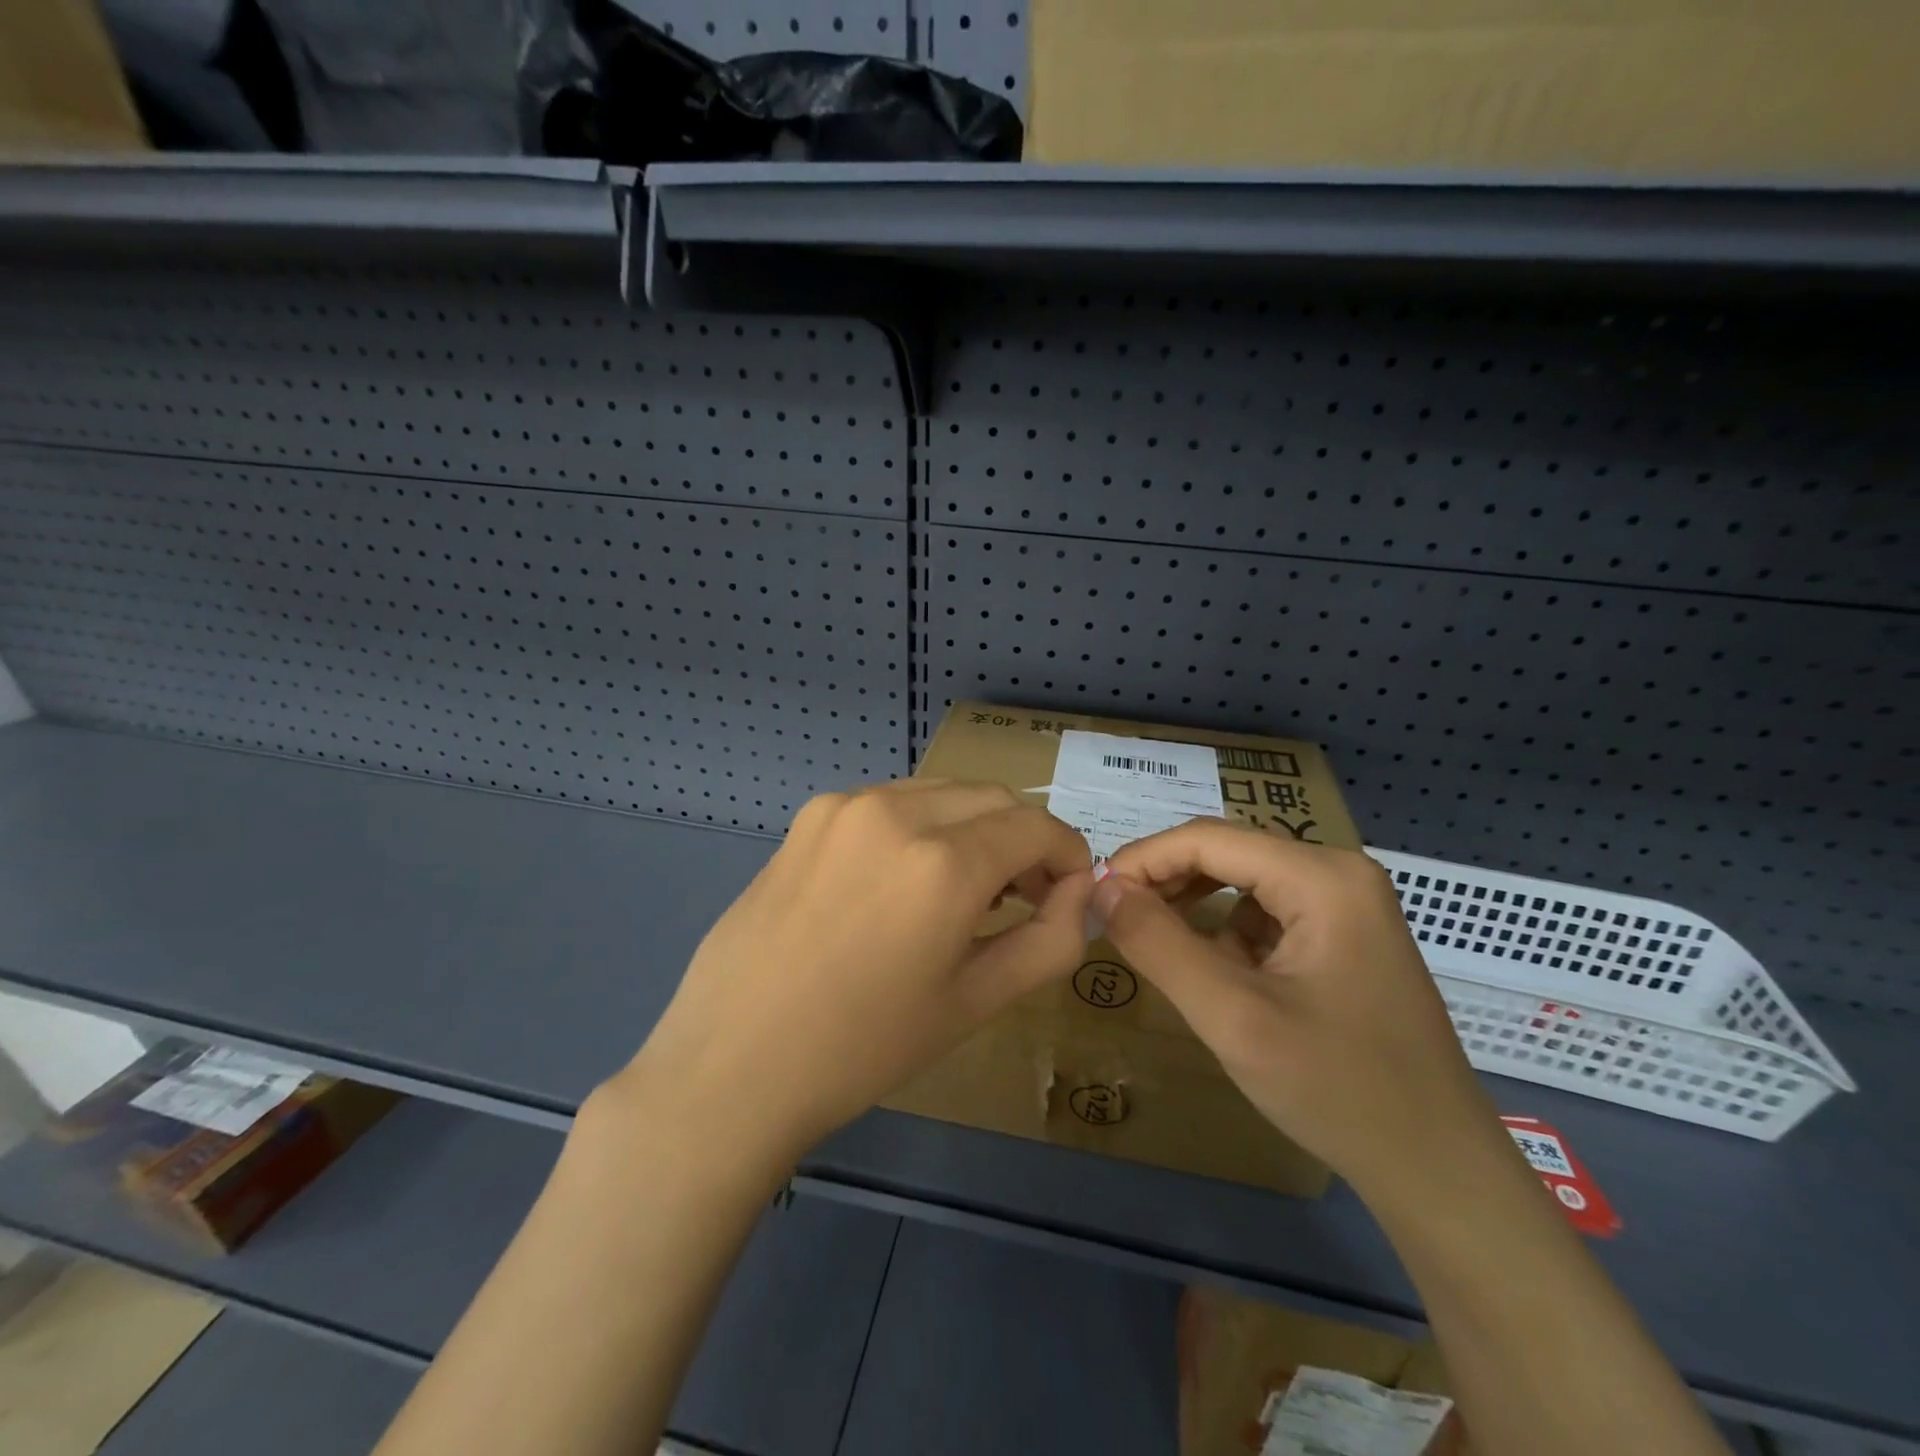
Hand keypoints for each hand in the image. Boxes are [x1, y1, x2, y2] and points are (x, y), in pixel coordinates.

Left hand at [619, 780, 1093, 1165]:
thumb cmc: (863, 1048)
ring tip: (961, 891)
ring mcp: (846, 805)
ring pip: (942, 793)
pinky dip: (921, 826)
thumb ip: (1047, 940)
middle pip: (993, 798)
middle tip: (1021, 896)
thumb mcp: (974, 1002)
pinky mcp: (811, 815)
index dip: (1068, 854)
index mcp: (943, 862)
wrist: (734, 1062)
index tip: (1067, 891)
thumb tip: (1080, 893)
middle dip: (1023, 839)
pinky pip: (892, 802)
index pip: (1037, 826)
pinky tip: (900, 883)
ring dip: (972, 828)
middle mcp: (896, 811)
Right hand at [1094, 821, 1502, 1200]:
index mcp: (1323, 877)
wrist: (1438, 1172)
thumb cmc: (1337, 1090)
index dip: (1143, 859)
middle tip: (1116, 921)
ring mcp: (1348, 904)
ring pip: (1243, 882)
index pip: (1208, 839)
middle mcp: (1339, 873)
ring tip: (1160, 949)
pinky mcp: (1346, 935)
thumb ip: (1158, 943)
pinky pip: (1267, 913)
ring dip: (1194, 908)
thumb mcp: (1232, 1016)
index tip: (1095, 895)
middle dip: (1166, 882)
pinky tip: (1219, 976)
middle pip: (1228, 853)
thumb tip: (1101, 886)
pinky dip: (1228, 934)